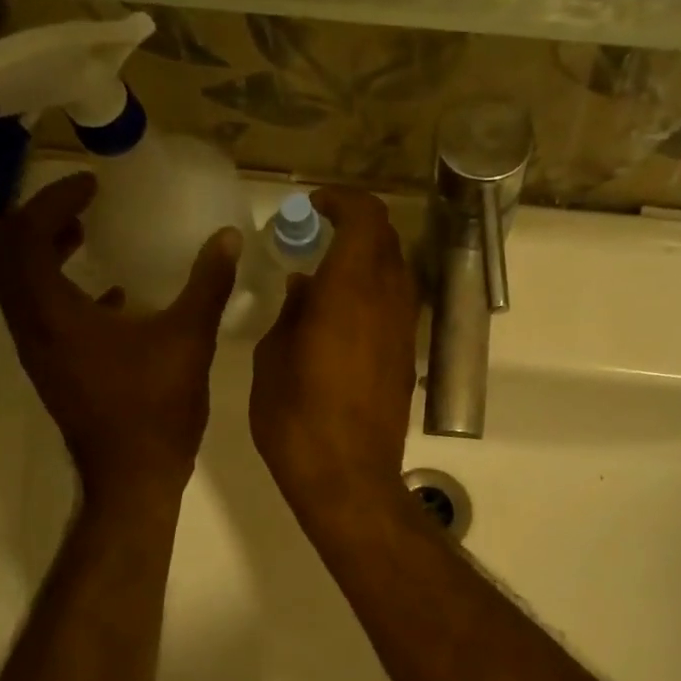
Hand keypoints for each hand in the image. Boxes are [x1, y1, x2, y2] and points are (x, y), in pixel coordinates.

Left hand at [0, 173, 240, 504]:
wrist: (133, 477)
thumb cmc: (156, 408)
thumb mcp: (189, 339)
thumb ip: (207, 283)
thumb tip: (227, 238)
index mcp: (53, 312)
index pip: (26, 235)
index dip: (53, 200)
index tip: (91, 185)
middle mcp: (31, 327)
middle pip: (8, 255)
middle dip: (39, 220)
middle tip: (79, 203)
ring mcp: (37, 352)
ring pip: (20, 286)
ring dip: (45, 253)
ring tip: (85, 236)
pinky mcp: (52, 370)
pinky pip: (40, 314)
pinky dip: (62, 290)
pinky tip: (109, 296)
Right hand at [250, 188, 418, 523]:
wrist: (348, 478)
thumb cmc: (297, 419)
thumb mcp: (272, 360)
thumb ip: (290, 313)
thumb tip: (305, 287)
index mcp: (350, 291)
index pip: (366, 219)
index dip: (343, 202)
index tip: (315, 207)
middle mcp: (388, 302)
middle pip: (386, 241)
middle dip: (355, 227)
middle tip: (318, 237)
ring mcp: (404, 332)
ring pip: (397, 273)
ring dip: (368, 261)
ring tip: (329, 276)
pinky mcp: (408, 360)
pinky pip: (397, 307)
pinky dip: (375, 293)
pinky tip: (343, 318)